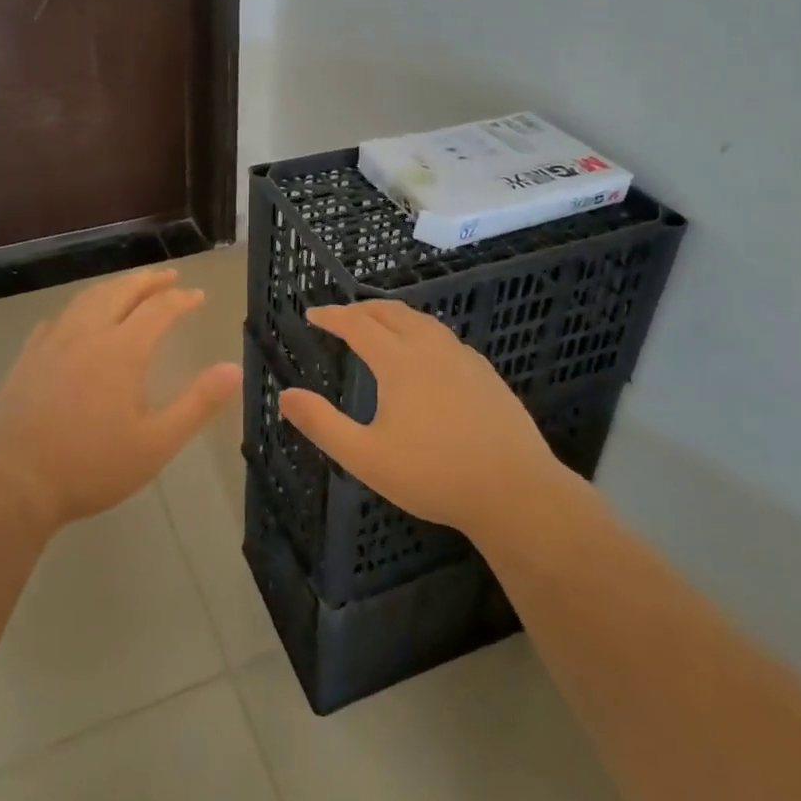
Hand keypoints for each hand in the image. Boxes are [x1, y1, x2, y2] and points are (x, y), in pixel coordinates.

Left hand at [0, 268, 240, 531]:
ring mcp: (53, 343)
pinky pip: (57, 320)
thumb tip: (234, 368)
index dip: (182, 299)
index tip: (198, 296)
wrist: (14, 482)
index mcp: (123, 350)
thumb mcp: (157, 442)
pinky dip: (77, 310)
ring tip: (129, 287)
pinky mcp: (28, 358)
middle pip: (122, 291)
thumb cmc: (92, 465)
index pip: (160, 310)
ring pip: (88, 299)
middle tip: (168, 276)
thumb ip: (198, 403)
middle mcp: (88, 334)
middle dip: (149, 281)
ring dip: (114, 287)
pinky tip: (76, 321)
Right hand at [279, 301, 583, 544]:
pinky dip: (422, 331)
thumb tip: (285, 396)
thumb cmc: (433, 475)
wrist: (515, 491)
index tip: (313, 315)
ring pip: (422, 321)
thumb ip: (322, 424)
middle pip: (391, 313)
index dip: (332, 316)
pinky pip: (445, 337)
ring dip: (394, 316)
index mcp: (399, 362)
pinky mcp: (486, 374)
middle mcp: (431, 348)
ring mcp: (463, 358)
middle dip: (362, 309)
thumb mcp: (366, 457)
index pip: (357, 324)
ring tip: (379, 325)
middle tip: (341, 316)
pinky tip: (426, 353)